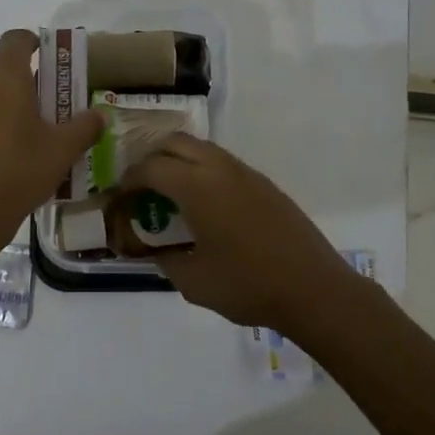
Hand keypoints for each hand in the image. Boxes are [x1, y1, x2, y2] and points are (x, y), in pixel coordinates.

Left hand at [0, 30, 103, 256]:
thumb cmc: (19, 170)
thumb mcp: (62, 151)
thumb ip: (84, 127)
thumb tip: (99, 115)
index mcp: (6, 75)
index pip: (16, 38)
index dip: (32, 42)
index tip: (47, 59)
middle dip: (16, 75)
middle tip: (39, 101)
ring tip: (15, 130)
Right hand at [120, 135, 367, 337]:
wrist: (314, 290)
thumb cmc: (248, 286)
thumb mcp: (193, 281)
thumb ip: (165, 259)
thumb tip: (153, 249)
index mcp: (197, 187)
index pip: (151, 167)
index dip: (129, 179)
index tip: (119, 197)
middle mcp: (220, 169)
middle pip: (176, 143)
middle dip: (152, 159)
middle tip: (141, 187)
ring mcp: (247, 174)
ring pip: (203, 149)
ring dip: (180, 162)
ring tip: (170, 194)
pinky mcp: (265, 185)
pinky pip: (224, 164)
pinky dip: (204, 172)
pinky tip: (206, 205)